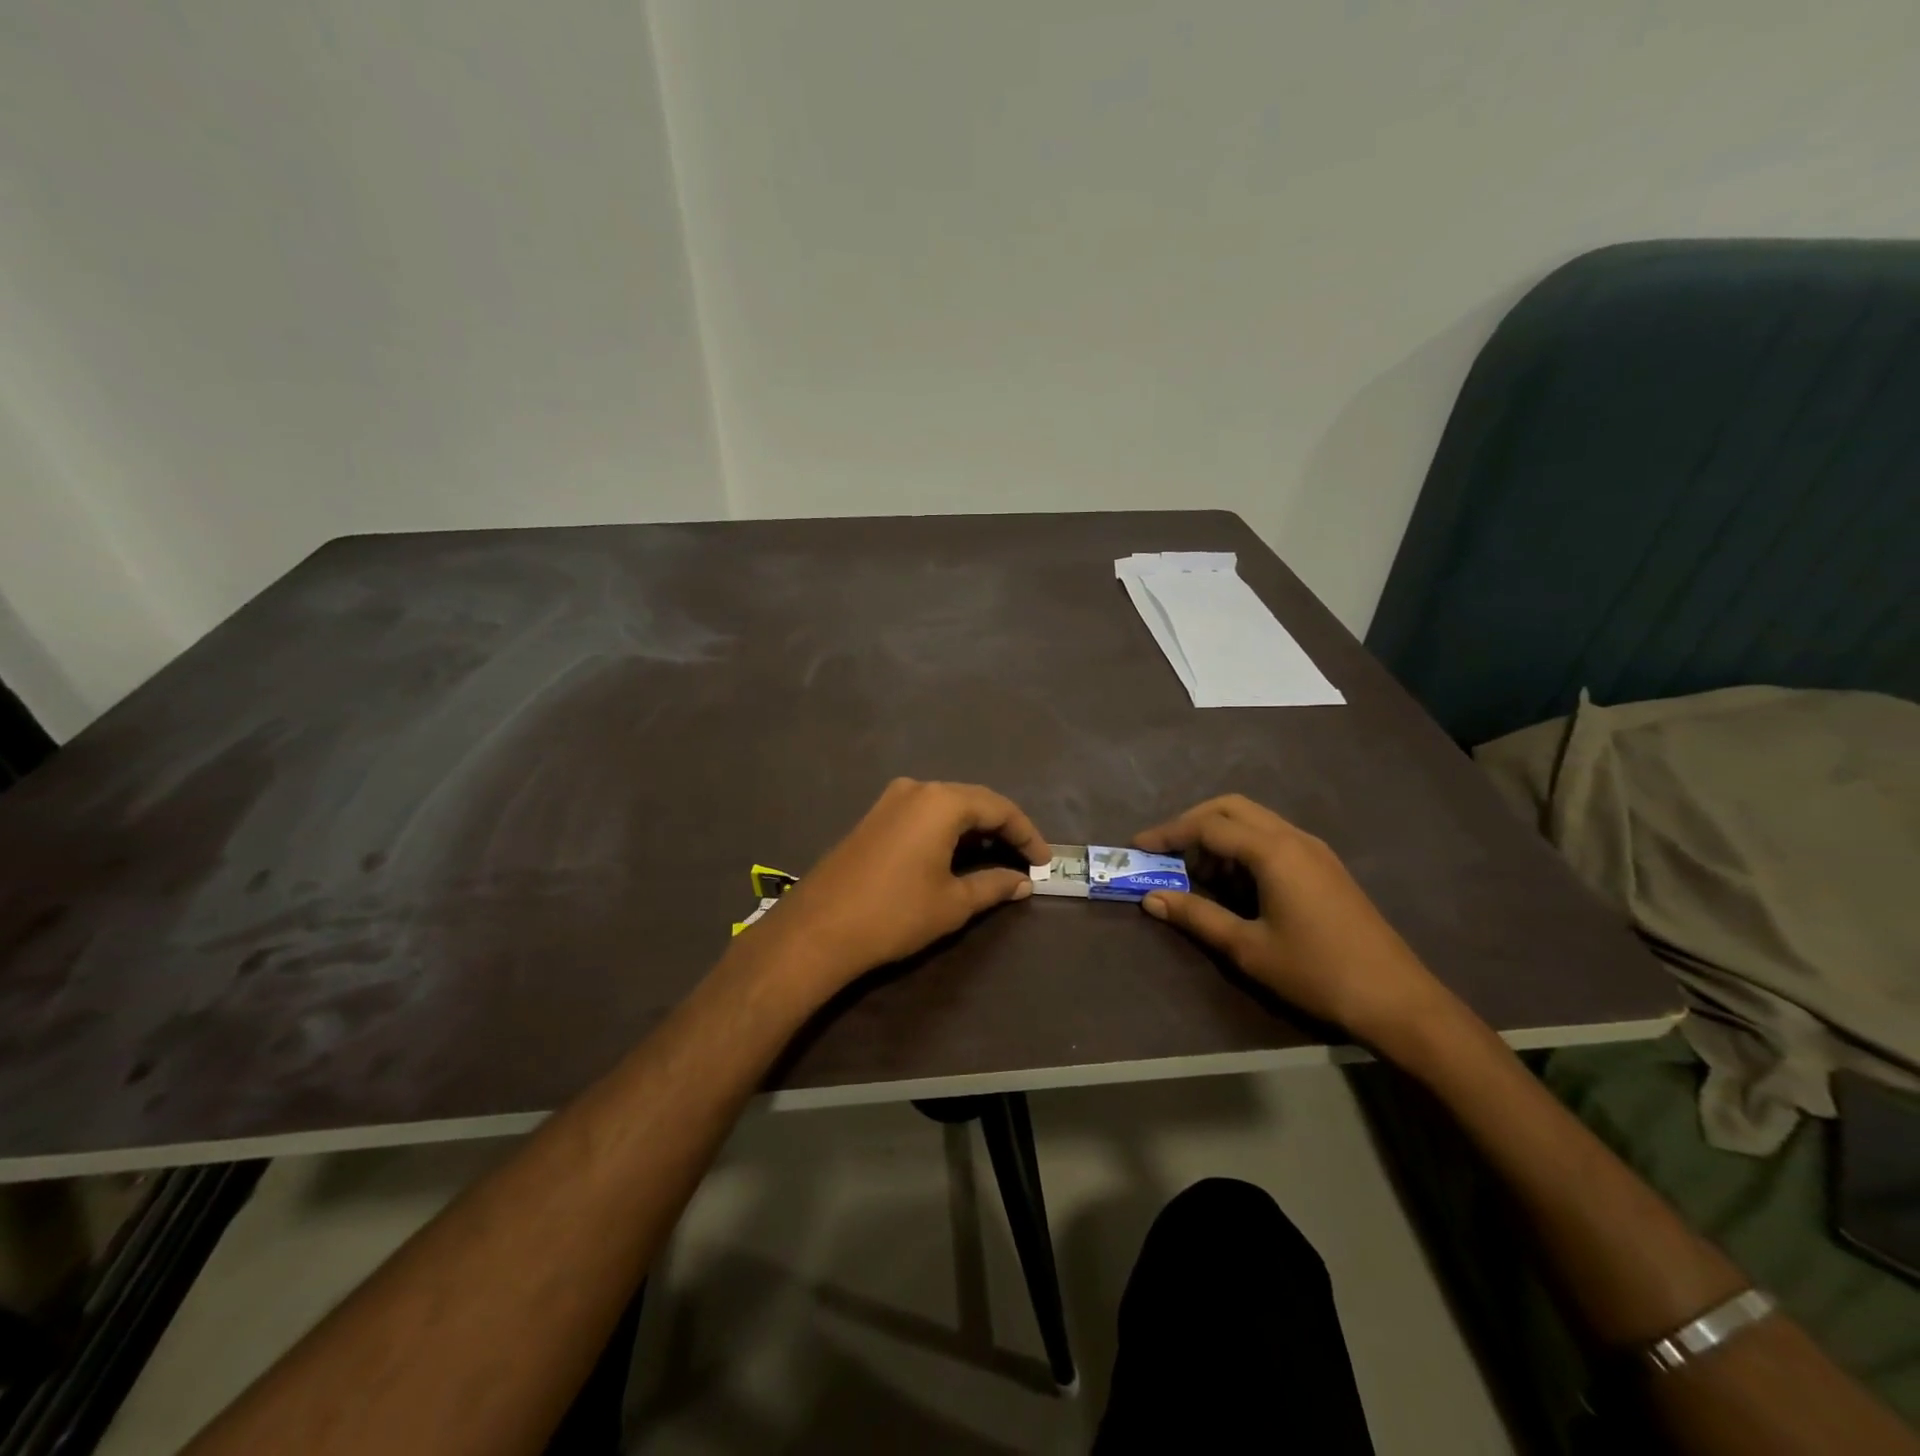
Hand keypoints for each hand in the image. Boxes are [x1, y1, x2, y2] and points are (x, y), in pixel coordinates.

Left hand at [751, 778, 1047, 987]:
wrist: (818, 929)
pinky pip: (923, 814)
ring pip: (946, 806)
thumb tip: (1022, 882)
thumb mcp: (953, 903)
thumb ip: (993, 886)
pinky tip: (956, 856)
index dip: (1026, 834)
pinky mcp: (873, 817)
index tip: (1045, 861)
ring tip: (995, 859)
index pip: (998, 808)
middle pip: (973, 801)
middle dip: (1002, 829)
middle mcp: (916, 789)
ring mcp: (890, 800)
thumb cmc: (895, 913)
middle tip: (1025, 859)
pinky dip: (947, 831)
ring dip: (974, 829)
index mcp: (941, 801)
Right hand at [1135, 795, 1456, 1044]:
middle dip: (1192, 823)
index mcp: (1273, 851)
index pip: (1208, 826)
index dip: (1168, 833)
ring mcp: (1314, 849)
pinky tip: (1235, 883)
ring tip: (1196, 873)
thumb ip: (1197, 916)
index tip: (1137, 847)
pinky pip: (1272, 838)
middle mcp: (1293, 837)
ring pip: (1254, 820)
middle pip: (1231, 808)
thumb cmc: (1316, 971)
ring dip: (1219, 835)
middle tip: (1165, 851)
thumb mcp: (1247, 947)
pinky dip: (1243, 847)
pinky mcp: (1324, 866)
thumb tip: (1152, 898)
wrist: (1396, 999)